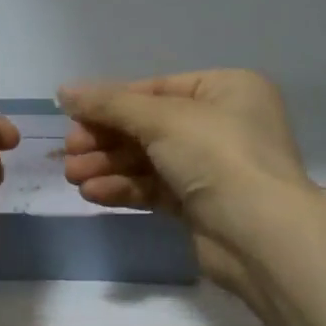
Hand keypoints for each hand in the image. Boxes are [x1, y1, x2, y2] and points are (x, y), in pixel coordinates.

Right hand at [59, 70, 309, 299]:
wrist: (260, 235)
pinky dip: (124, 189)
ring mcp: (212, 167)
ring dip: (108, 166)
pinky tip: (94, 194)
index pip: (156, 89)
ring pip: (148, 160)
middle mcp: (222, 124)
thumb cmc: (218, 156)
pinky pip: (155, 188)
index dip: (111, 103)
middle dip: (105, 140)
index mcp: (226, 89)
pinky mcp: (200, 206)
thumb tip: (64, 90)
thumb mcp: (162, 119)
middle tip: (69, 152)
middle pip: (148, 126)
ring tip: (72, 177)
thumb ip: (110, 104)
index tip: (71, 117)